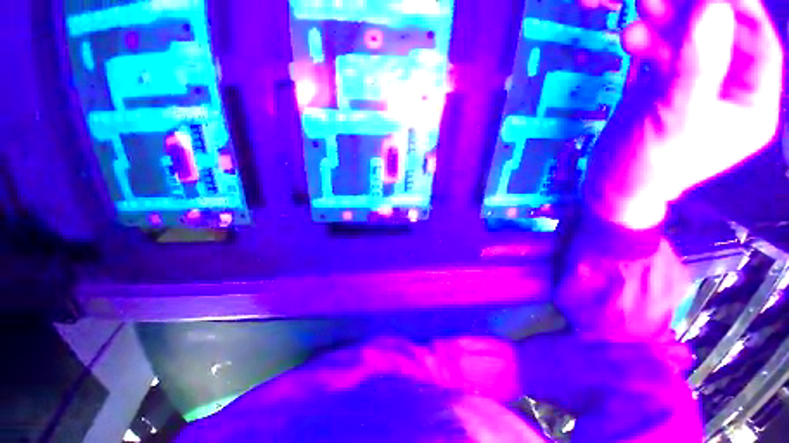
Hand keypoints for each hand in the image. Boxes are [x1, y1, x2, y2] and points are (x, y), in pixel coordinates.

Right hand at [584, 0, 783, 228]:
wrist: (609, 186)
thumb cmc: (650, 165)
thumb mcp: (678, 119)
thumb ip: (698, 66)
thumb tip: (711, 6)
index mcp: (749, 104)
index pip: (759, 44)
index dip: (739, 10)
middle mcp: (726, 89)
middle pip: (720, 37)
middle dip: (694, 13)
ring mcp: (691, 86)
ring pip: (687, 41)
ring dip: (665, 23)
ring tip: (644, 7)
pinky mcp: (660, 88)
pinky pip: (660, 54)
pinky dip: (646, 42)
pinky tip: (631, 38)